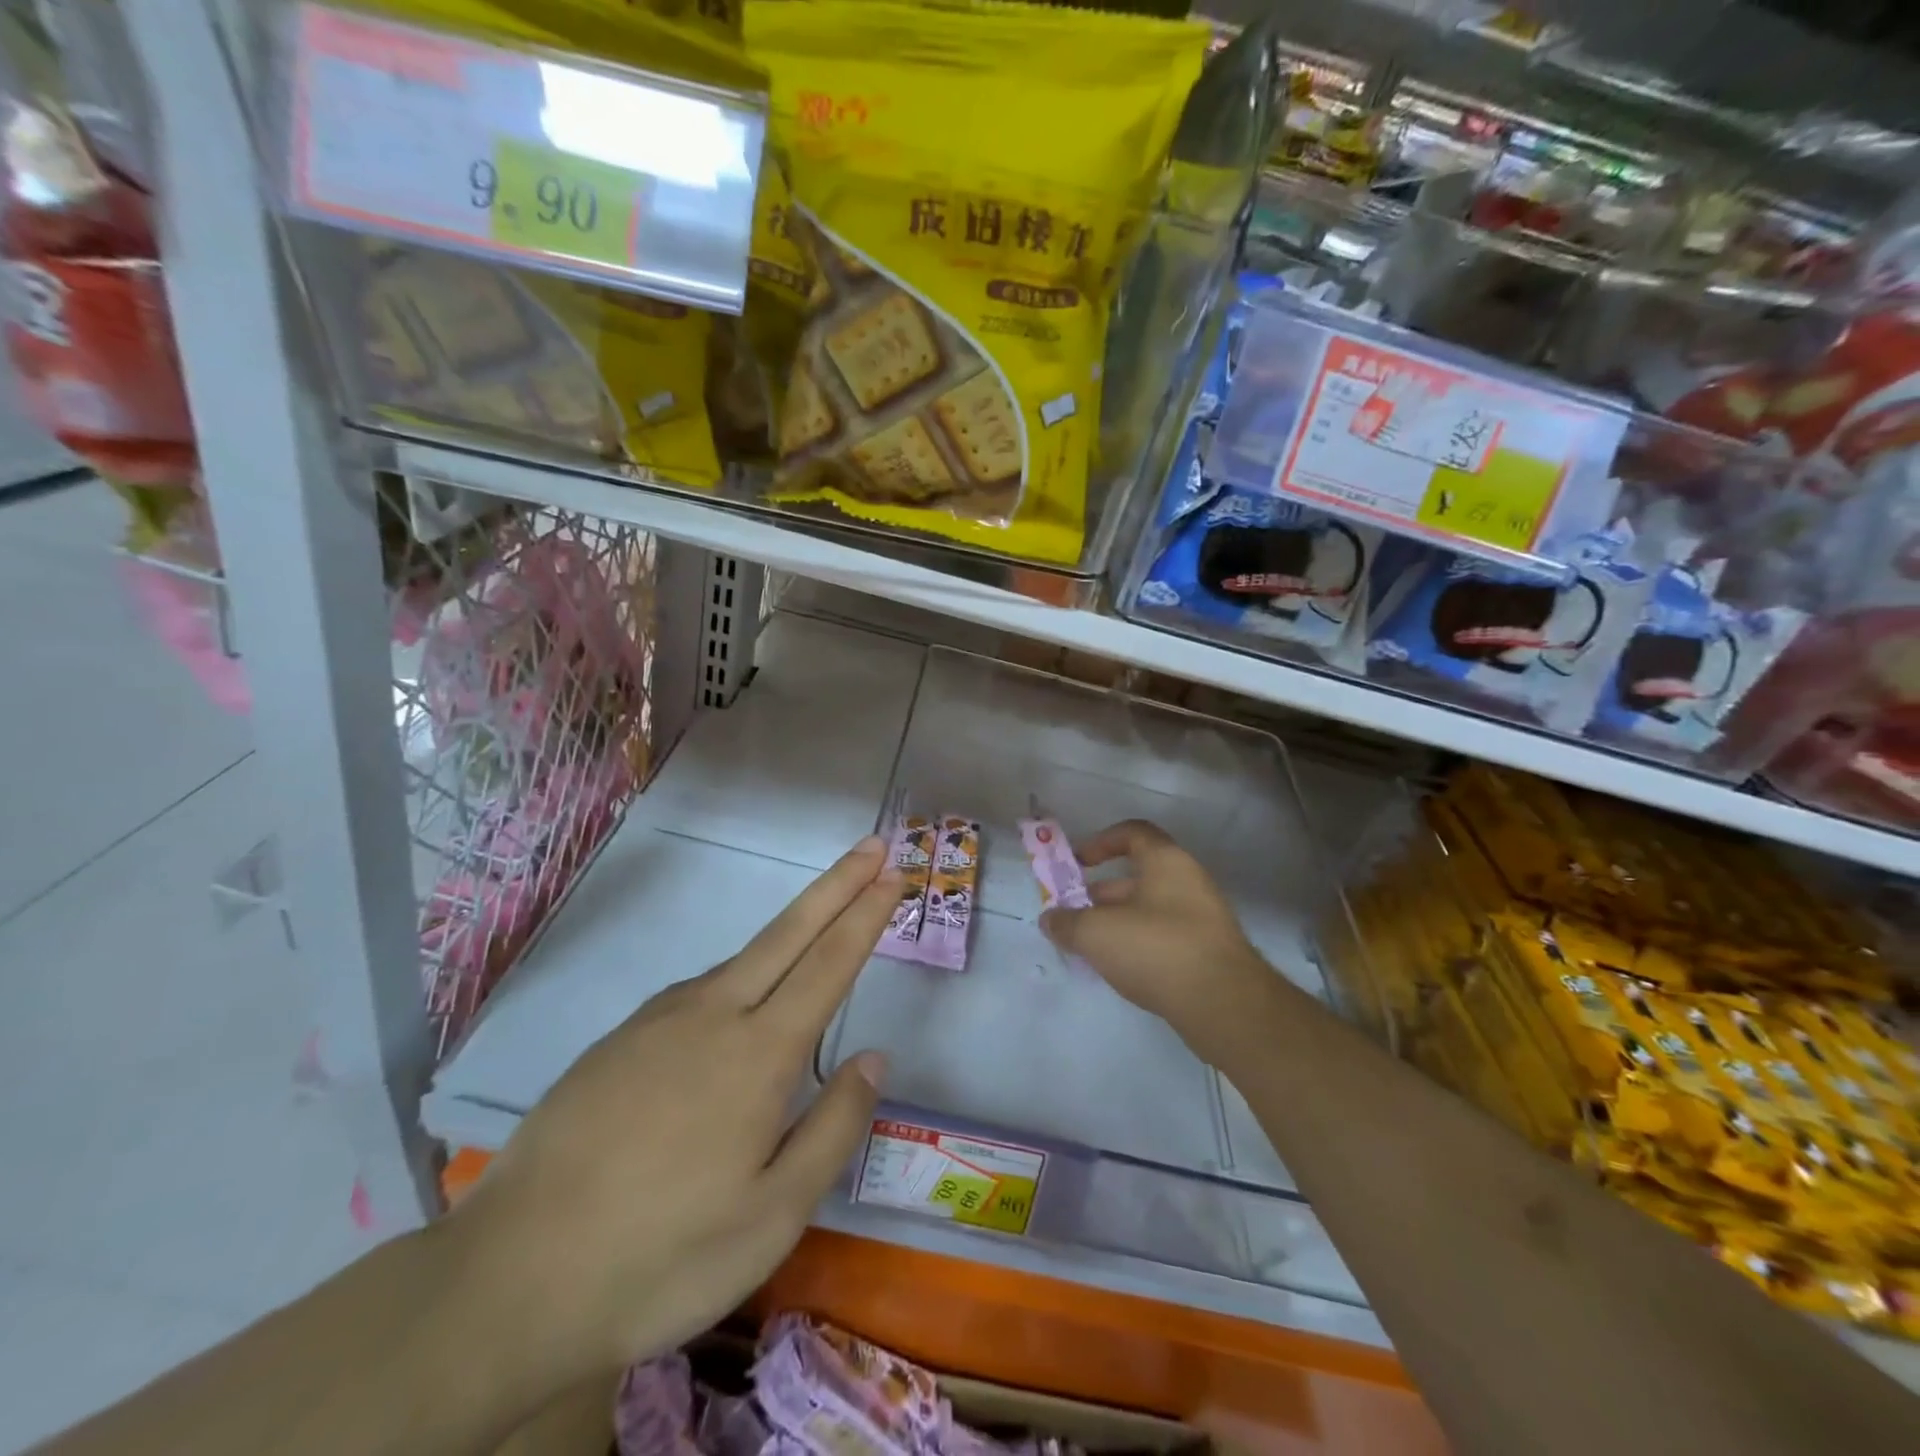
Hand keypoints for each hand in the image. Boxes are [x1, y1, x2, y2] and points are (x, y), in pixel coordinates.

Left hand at [447, 837, 900, 1381]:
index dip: (866, 915)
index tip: (893, 874)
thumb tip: (873, 1057)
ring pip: (740, 962)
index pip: (829, 964)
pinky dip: (736, 978)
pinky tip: (734, 1012)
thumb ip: (834, 1126)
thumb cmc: (664, 1255)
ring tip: (818, 935)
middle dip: (837, 885)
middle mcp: (712, 1015)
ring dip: (788, 934)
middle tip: (872, 847)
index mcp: (759, 1053)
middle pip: (788, 932)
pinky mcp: (618, 1040)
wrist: (510, 1280)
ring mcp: (658, 1021)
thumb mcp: (775, 1216)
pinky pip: (696, 993)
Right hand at [1041, 820, 1278, 1055]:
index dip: (1100, 842)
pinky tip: (1117, 969)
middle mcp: (1188, 882)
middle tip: (1072, 915)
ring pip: (1148, 909)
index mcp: (1166, 862)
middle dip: (1099, 893)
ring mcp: (1202, 918)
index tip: (1077, 864)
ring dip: (1116, 922)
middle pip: (1137, 875)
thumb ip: (1067, 922)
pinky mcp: (1207, 953)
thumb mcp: (1097, 933)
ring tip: (1087, 946)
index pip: (1132, 832)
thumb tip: (1050, 919)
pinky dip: (1137, 945)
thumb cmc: (1157, 949)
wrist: (1224, 1005)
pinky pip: (1163, 937)